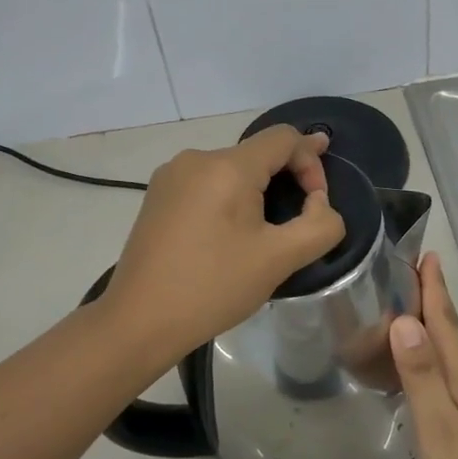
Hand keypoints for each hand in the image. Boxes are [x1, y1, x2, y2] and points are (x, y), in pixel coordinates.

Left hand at [103, 126, 344, 360]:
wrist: (138, 320)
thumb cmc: (212, 287)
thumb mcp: (279, 259)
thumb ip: (319, 225)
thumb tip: (319, 204)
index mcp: (226, 166)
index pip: (284, 138)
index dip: (312, 162)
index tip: (318, 202)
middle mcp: (196, 159)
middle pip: (257, 153)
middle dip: (286, 179)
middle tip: (300, 219)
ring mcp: (171, 176)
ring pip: (230, 170)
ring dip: (257, 192)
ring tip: (264, 234)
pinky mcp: (157, 196)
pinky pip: (206, 184)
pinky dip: (228, 199)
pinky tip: (228, 236)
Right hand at [390, 253, 457, 458]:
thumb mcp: (438, 429)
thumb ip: (421, 375)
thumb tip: (406, 320)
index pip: (448, 323)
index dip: (435, 289)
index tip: (428, 255)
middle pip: (454, 336)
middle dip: (434, 304)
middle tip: (410, 278)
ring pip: (457, 361)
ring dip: (436, 334)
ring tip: (411, 319)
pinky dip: (439, 366)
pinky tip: (428, 378)